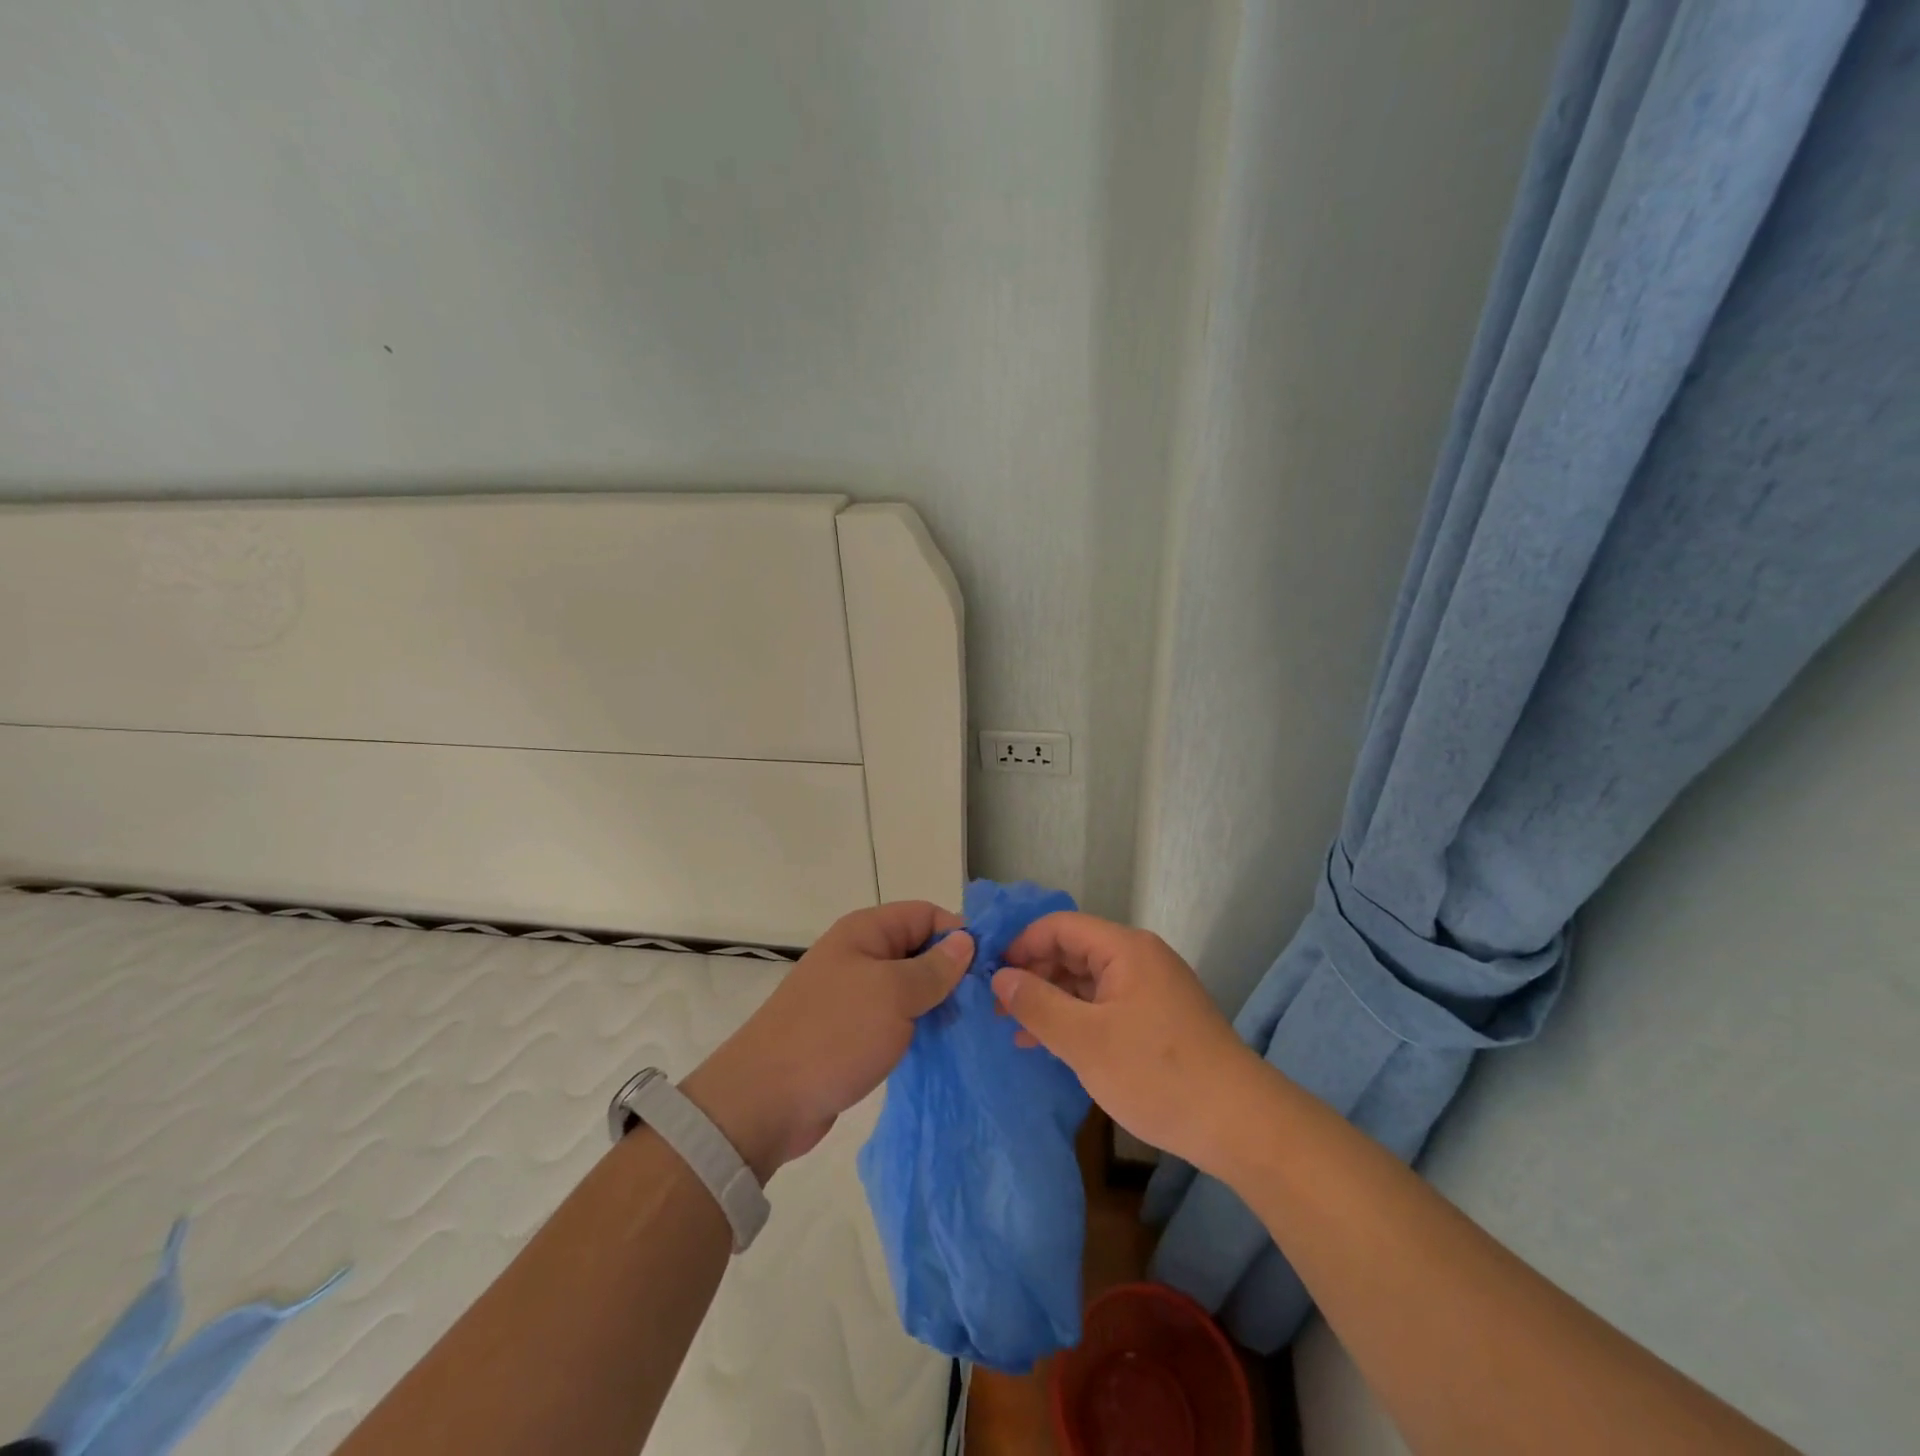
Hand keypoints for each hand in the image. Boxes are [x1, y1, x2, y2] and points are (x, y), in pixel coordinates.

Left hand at [684, 901, 970, 1179]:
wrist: (766, 1101)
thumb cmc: (834, 1034)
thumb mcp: (893, 994)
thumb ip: (934, 968)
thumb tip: (966, 941)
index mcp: (866, 932)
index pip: (926, 914)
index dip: (959, 933)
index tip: (992, 966)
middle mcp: (861, 955)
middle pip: (920, 949)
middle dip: (953, 970)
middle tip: (990, 1002)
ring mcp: (856, 994)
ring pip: (911, 986)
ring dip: (939, 1002)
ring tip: (975, 1025)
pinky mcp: (854, 1031)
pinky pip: (897, 1017)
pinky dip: (920, 1026)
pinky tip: (945, 1044)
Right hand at [992, 911, 1265, 1173]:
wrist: (1239, 1124)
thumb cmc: (1157, 1073)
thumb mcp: (1085, 1040)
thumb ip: (1037, 1004)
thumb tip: (999, 978)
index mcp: (1125, 949)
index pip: (1060, 926)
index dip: (1021, 945)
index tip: (990, 976)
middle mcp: (1140, 958)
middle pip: (1073, 950)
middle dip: (1033, 975)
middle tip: (997, 1010)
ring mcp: (1152, 989)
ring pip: (1088, 981)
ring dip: (1052, 1001)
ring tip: (1016, 1032)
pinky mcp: (1159, 1019)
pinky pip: (1106, 1004)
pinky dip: (1077, 1019)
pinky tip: (1054, 1046)